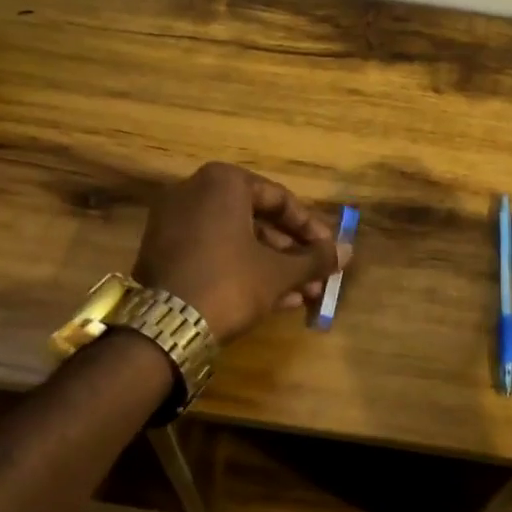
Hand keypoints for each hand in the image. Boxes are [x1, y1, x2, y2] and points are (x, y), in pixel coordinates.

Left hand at [132, 163, 347, 342]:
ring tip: (303, 295)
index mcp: (223, 182)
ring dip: (272, 266)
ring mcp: (173, 222)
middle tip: (317, 276)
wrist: (166, 329)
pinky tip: (274, 300)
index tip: (330, 251)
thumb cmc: (230, 283)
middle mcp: (194, 192)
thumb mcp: (279, 272)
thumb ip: (315, 258)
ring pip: (236, 240)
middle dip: (291, 253)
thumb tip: (348, 251)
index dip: (311, 228)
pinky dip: (242, 270)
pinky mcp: (162, 252)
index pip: (279, 199)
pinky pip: (213, 253)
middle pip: (257, 220)